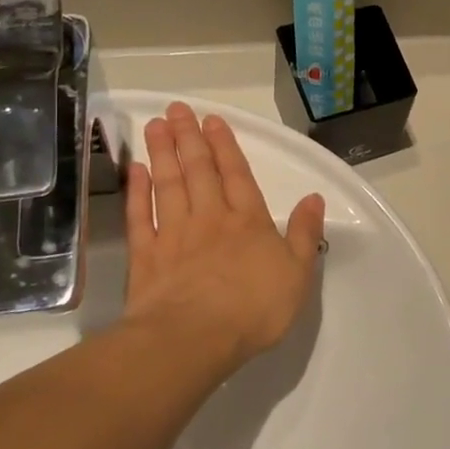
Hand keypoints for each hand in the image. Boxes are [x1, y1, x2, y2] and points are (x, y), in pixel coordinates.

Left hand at [121, 102, 325, 373]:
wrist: (193, 339)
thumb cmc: (254, 308)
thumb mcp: (298, 272)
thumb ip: (305, 233)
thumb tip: (314, 197)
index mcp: (249, 221)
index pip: (237, 175)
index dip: (225, 146)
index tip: (212, 120)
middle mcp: (210, 219)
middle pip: (198, 171)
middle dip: (189, 138)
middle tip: (177, 109)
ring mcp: (174, 235)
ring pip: (168, 185)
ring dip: (163, 154)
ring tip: (156, 125)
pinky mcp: (146, 257)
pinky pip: (139, 216)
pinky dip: (137, 192)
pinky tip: (135, 171)